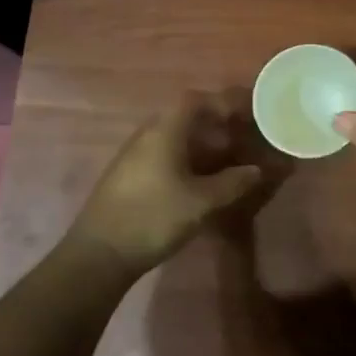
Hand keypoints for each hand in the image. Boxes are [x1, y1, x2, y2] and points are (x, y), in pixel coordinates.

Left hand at [67, 92, 267, 275]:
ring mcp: (134, 157)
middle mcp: (147, 136)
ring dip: (201, 147)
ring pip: (174, 139)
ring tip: (225, 165)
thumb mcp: (201, 202)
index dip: (221, 103)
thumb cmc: (153, 218)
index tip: (244, 116)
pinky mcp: (128, 178)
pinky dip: (186, 161)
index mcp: (164, 132)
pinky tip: (199, 184)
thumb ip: (232, 183)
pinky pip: (163, 156)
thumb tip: (255, 170)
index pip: (194, 100)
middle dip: (215, 127)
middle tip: (240, 142)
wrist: (99, 255)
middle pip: (185, 118)